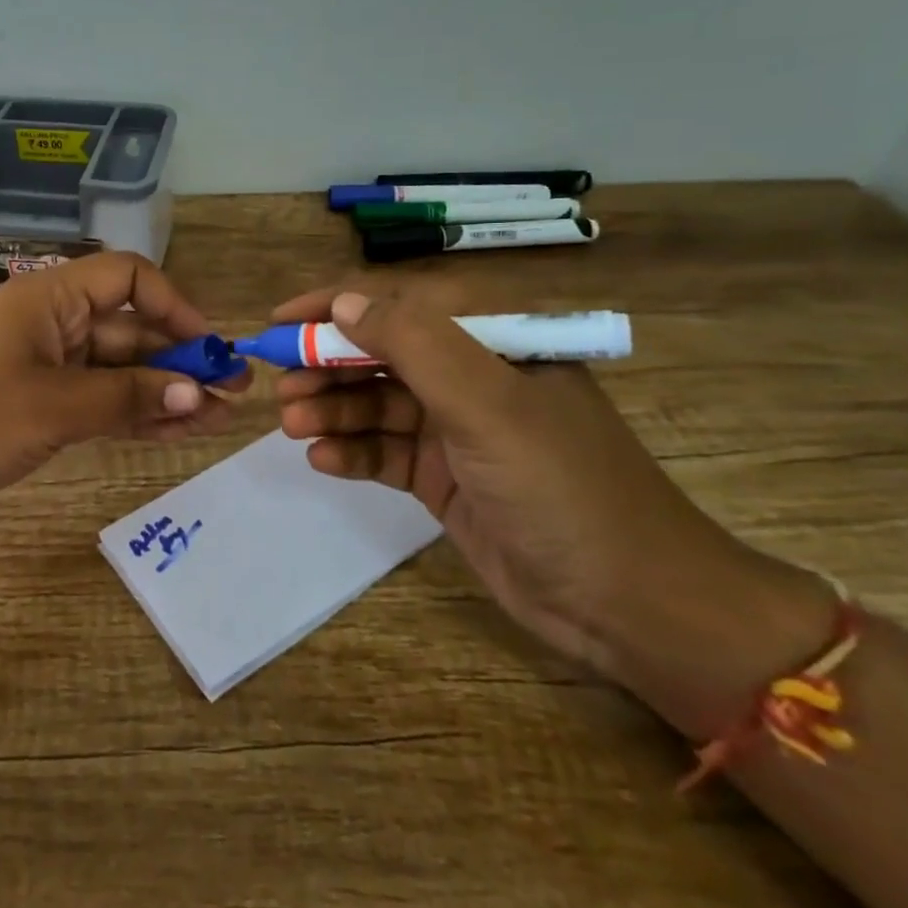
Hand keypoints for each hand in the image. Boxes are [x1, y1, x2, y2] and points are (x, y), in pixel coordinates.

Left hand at [0, 252, 247, 537]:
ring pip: (117, 371)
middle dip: (179, 359)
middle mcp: (52, 324)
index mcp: (51, 298)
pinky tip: (175, 432)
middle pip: (129, 330)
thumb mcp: (52, 406)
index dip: (175, 306)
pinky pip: (97, 402)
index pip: (129, 279)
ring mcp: (43, 368)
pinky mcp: (35, 407)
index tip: (210, 346)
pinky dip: (133, 414)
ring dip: (163, 391)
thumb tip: (196, 393)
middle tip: (233, 395)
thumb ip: (127, 397)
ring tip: (216, 419)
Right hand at [271, 282, 829, 729]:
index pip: (400, 304)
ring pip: (377, 405)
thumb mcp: (486, 404)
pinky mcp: (445, 477)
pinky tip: (324, 461)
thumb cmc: (561, 486)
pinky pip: (385, 452)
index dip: (334, 307)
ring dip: (333, 411)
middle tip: (280, 388)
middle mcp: (472, 377)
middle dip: (327, 366)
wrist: (628, 605)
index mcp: (493, 341)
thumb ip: (414, 344)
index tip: (279, 322)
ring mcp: (457, 430)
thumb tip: (344, 302)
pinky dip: (353, 452)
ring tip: (294, 428)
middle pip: (381, 355)